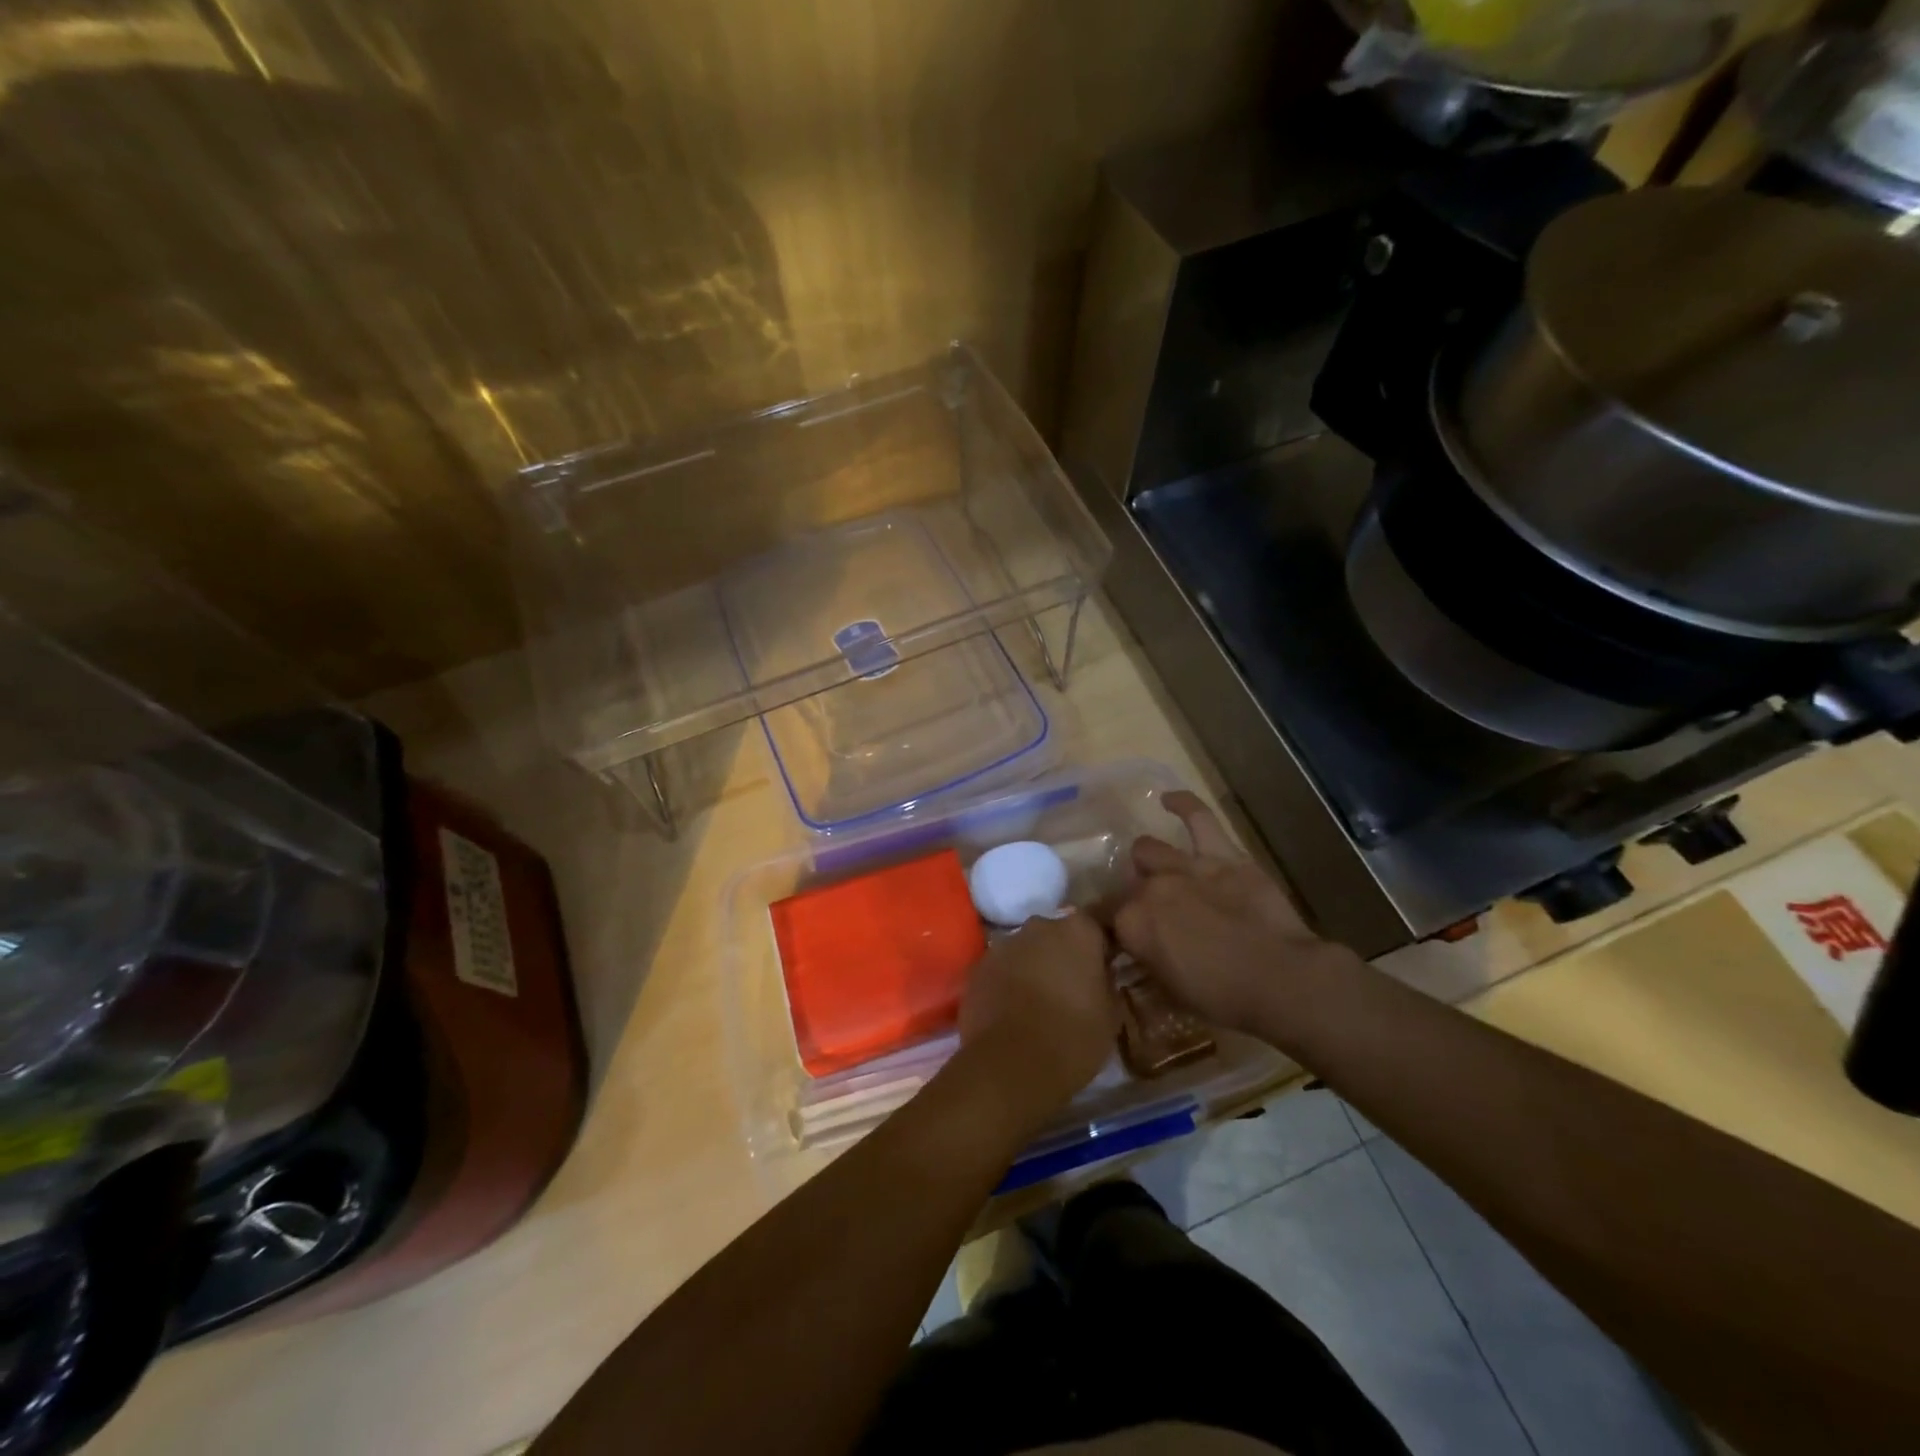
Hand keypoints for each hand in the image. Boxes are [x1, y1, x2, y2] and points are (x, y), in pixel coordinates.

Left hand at [957, 911, 1119, 1124]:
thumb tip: (1099, 975)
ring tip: (1038, 1003)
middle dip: (1061, 955)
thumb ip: (1106, 982)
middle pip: (1055, 935)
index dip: (1098, 949)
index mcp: (1078, 931)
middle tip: (1070, 989)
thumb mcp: (1110, 1014)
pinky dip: (1007, 983)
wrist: (1011, 1063)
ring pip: (1025, 951)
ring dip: (1032, 967)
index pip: (1094, 927)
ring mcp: (1004, 944)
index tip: (1102, 971)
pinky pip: (1000, 969)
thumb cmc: (1073, 1037)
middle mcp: (1039, 926)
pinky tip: (1012, 1012)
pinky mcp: (978, 967)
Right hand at [1107, 791, 1354, 1039]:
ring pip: (1147, 850)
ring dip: (1147, 863)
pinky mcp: (1222, 855)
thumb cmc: (1225, 997)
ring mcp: (1185, 866)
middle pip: (1125, 886)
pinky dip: (1182, 804)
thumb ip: (1146, 961)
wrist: (1283, 979)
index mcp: (1132, 924)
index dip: (1109, 929)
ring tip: (1154, 871)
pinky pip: (1198, 817)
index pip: (1104, 918)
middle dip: (1130, 900)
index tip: (1118, 941)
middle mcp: (1149, 888)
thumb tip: (1136, 950)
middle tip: (1148, 917)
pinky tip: (1168, 800)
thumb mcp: (1171, 990)